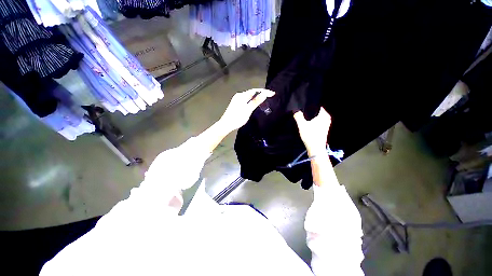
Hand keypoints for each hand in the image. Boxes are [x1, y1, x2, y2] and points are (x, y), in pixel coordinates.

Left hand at [220, 88, 274, 131]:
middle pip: (252, 93)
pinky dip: (253, 100)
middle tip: (270, 96)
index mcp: (241, 96)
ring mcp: (237, 100)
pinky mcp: (237, 104)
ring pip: (250, 96)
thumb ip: (256, 102)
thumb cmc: (237, 118)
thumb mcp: (247, 110)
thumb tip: (264, 94)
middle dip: (261, 93)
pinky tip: (256, 103)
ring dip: (257, 97)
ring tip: (266, 99)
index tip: (272, 93)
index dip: (264, 91)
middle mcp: (239, 96)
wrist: (226, 125)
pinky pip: (247, 100)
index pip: (255, 91)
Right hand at [293, 107, 331, 156]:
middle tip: (302, 113)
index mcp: (324, 115)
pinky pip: (317, 122)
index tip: (303, 108)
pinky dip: (313, 122)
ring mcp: (326, 124)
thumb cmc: (310, 136)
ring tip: (303, 119)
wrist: (315, 148)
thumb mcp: (302, 125)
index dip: (309, 106)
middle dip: (309, 113)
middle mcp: (327, 118)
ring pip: (317, 118)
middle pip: (316, 112)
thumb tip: (296, 111)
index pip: (317, 106)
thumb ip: (298, 116)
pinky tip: (307, 125)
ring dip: (311, 118)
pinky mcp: (324, 129)